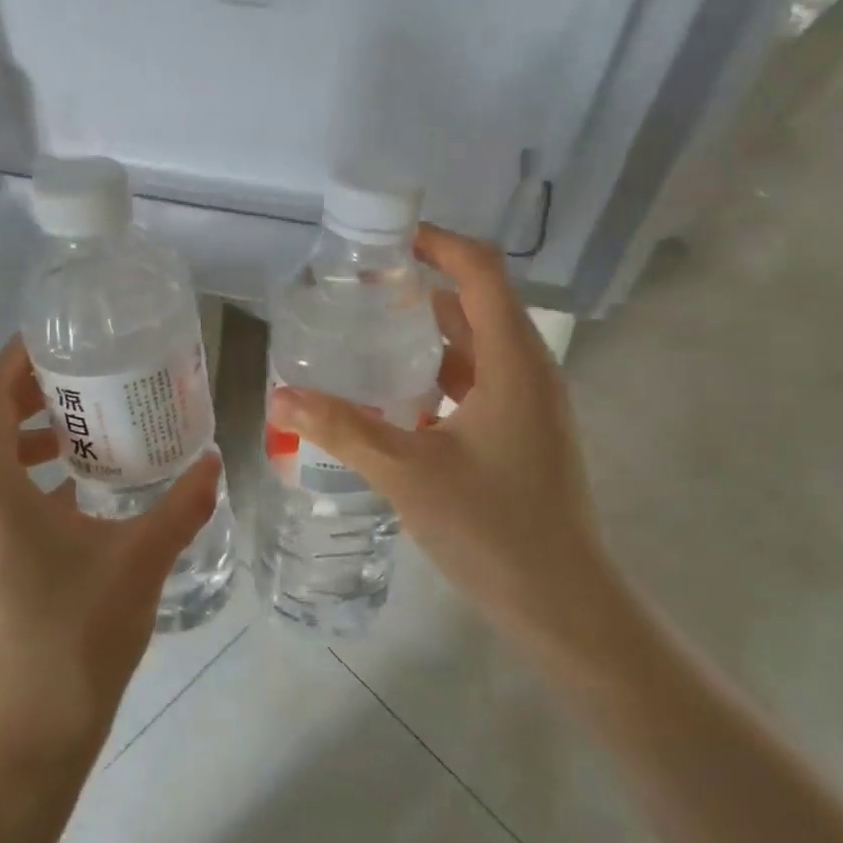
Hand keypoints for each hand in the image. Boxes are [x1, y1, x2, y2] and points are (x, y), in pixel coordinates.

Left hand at [0, 338, 219, 771]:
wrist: (30, 736)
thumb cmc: (76, 636)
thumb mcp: (140, 560)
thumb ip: (180, 504)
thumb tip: (214, 459)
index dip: (14, 359)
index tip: (61, 339)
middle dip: (22, 387)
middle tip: (81, 373)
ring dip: (23, 427)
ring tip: (84, 420)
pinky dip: (28, 467)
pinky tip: (82, 482)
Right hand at [269, 226, 614, 662]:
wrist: (563, 604)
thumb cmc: (494, 528)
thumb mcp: (409, 472)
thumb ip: (343, 429)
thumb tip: (280, 398)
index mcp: (514, 362)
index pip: (481, 271)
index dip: (438, 243)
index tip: (387, 238)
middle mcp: (529, 371)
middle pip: (477, 304)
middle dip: (422, 287)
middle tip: (361, 288)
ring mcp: (531, 405)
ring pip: (477, 347)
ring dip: (429, 334)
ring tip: (368, 333)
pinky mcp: (524, 434)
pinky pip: (478, 383)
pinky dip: (439, 375)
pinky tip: (394, 398)